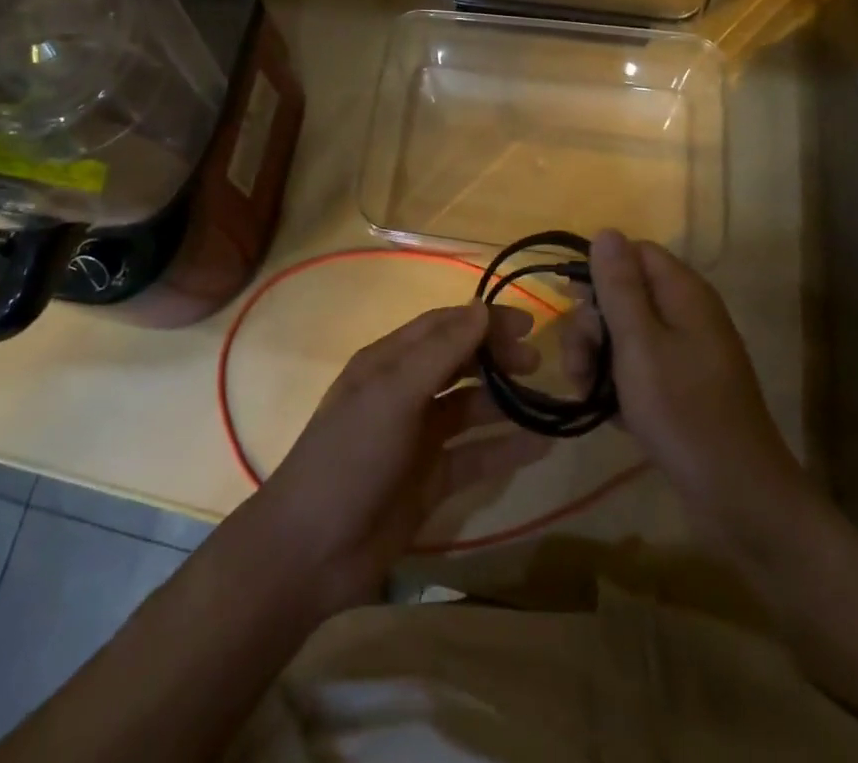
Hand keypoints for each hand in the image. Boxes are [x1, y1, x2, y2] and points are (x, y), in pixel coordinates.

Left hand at [244, 303, 551, 616]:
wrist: (312, 549)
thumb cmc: (350, 455)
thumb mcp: (393, 395)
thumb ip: (439, 352)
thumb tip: (481, 308)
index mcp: (388, 362)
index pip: (442, 326)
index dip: (482, 320)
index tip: (527, 324)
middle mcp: (404, 392)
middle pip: (458, 362)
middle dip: (496, 357)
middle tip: (537, 363)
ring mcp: (418, 437)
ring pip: (469, 408)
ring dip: (504, 401)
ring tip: (546, 402)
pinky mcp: (431, 480)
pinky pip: (475, 455)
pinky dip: (505, 449)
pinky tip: (539, 446)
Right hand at [567, 230, 810, 531]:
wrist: (739, 499)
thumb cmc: (685, 413)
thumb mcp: (640, 345)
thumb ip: (619, 287)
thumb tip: (606, 231)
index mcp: (683, 293)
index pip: (632, 253)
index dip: (599, 273)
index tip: (575, 306)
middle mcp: (685, 314)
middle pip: (622, 294)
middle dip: (591, 325)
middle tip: (580, 365)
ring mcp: (684, 352)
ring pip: (623, 333)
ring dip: (596, 357)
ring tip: (586, 393)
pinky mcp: (679, 386)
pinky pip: (635, 366)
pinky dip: (615, 383)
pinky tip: (606, 410)